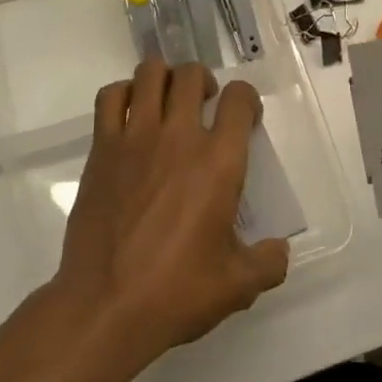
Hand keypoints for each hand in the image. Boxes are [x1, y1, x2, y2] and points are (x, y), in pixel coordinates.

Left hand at [50, 59, 289, 373]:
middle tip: (205, 105)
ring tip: (168, 100)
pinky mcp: (101, 149)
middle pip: (192, 75)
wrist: (106, 306)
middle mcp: (179, 137)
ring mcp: (135, 138)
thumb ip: (268, 263)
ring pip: (150, 74)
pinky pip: (110, 98)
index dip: (246, 99)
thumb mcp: (238, 285)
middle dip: (204, 82)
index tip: (245, 118)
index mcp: (218, 162)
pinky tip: (131, 113)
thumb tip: (279, 250)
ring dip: (165, 78)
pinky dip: (124, 93)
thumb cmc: (177, 292)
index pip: (239, 98)